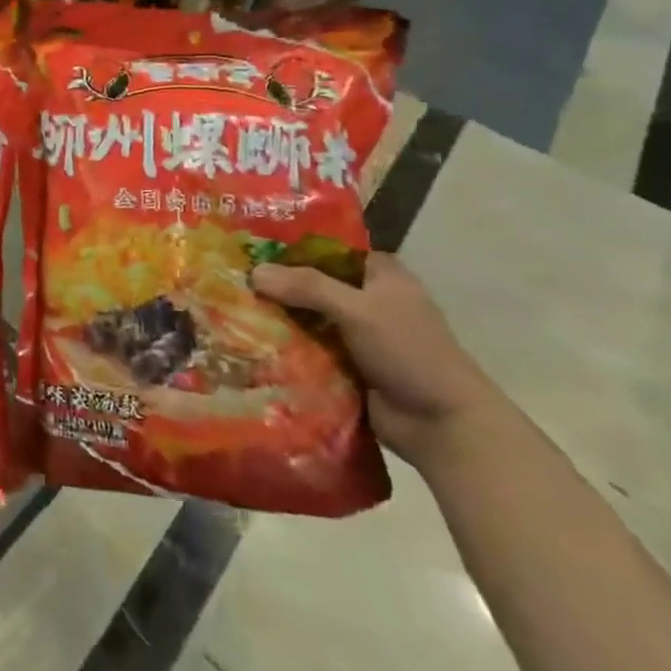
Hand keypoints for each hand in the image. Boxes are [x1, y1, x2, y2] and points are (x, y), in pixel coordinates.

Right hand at [251, 253, 503, 467]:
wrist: (441, 425)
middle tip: (229, 277)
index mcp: (380, 274)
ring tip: (229, 308)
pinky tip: (247, 340)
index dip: (290, 246)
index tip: (248, 246)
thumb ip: (307, 286)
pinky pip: (306, 347)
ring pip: (305, 316)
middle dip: (275, 284)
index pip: (327, 249)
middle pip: (311, 283)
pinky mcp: (343, 364)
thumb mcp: (359, 309)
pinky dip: (283, 346)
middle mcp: (366, 298)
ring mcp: (354, 334)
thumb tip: (254, 272)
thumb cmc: (410, 352)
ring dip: (276, 317)